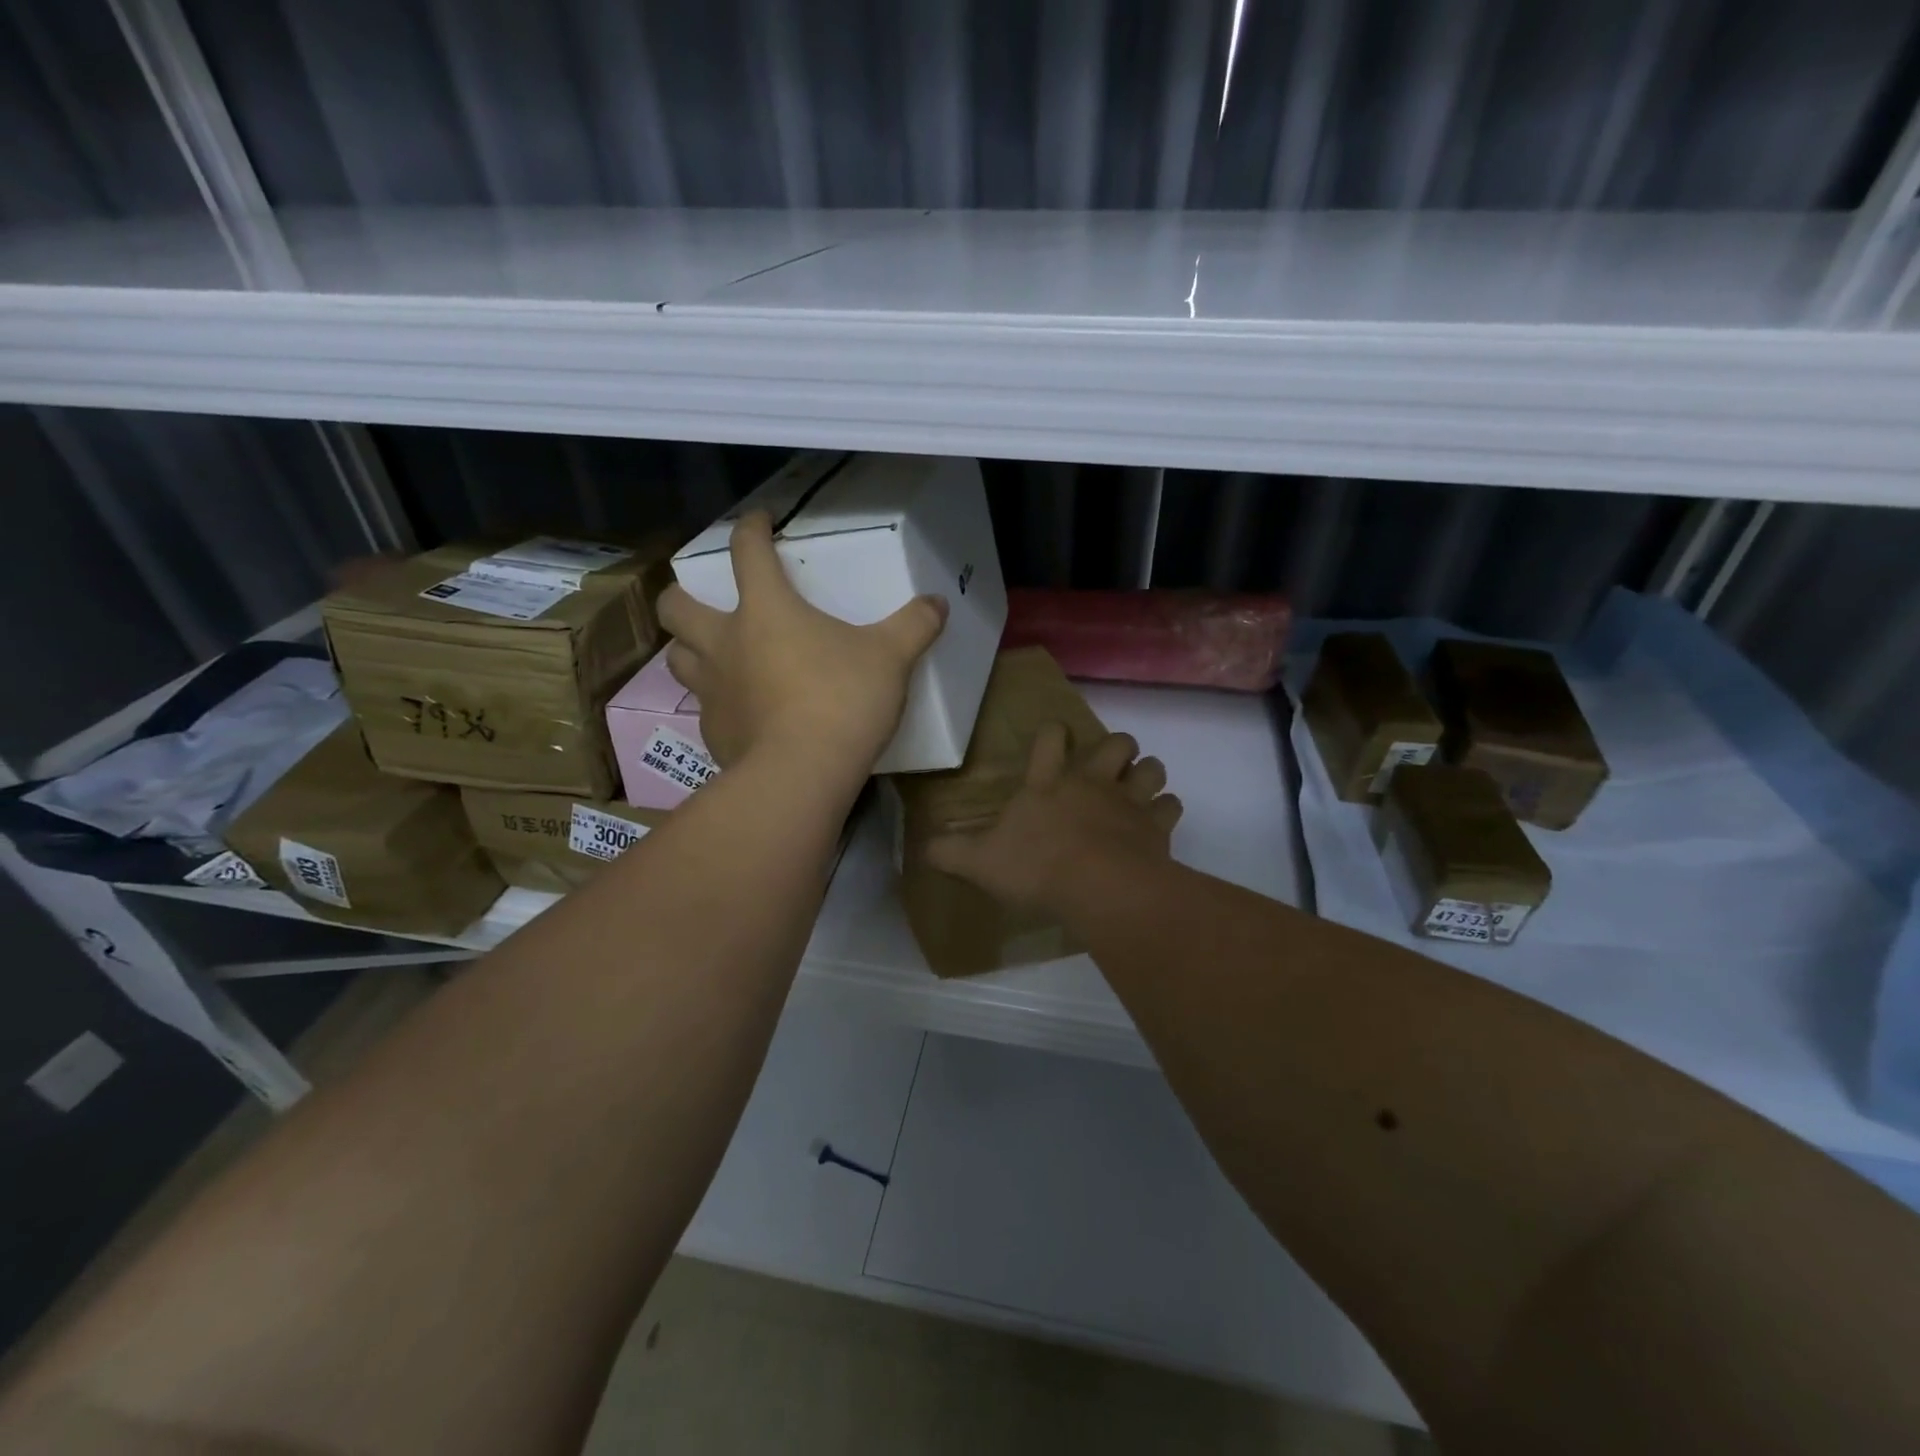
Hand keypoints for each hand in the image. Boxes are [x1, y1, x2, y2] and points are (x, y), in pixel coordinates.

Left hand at [656, 511, 947, 771]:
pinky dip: (718, 704)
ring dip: (690, 650)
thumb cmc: (842, 700)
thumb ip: (914, 626)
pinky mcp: (714, 732)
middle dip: (683, 596)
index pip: (746, 551)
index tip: (757, 520)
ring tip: (715, 656)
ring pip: (678, 658)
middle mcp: (726, 643)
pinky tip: (743, 715)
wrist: (802, 774)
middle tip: (704, 601)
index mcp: (765, 610)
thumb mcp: (890, 658)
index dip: (749, 528)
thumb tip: (938, 602)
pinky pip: (705, 709)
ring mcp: (713, 690)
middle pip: (677, 606)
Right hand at [927, 724, 1182, 912]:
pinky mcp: (1156, 826)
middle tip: (1109, 765)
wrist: (1097, 887)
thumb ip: (950, 853)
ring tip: (1140, 787)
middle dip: (1116, 748)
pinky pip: (1171, 806)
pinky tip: (1158, 823)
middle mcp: (1091, 782)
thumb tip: (921, 848)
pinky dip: (1166, 811)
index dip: (1053, 734)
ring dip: (1148, 774)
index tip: (1055, 736)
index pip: (1050, 739)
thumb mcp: (979, 863)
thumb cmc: (1035, 868)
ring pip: (1152, 768)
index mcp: (1047, 783)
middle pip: (1116, 743)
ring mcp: (1128, 801)